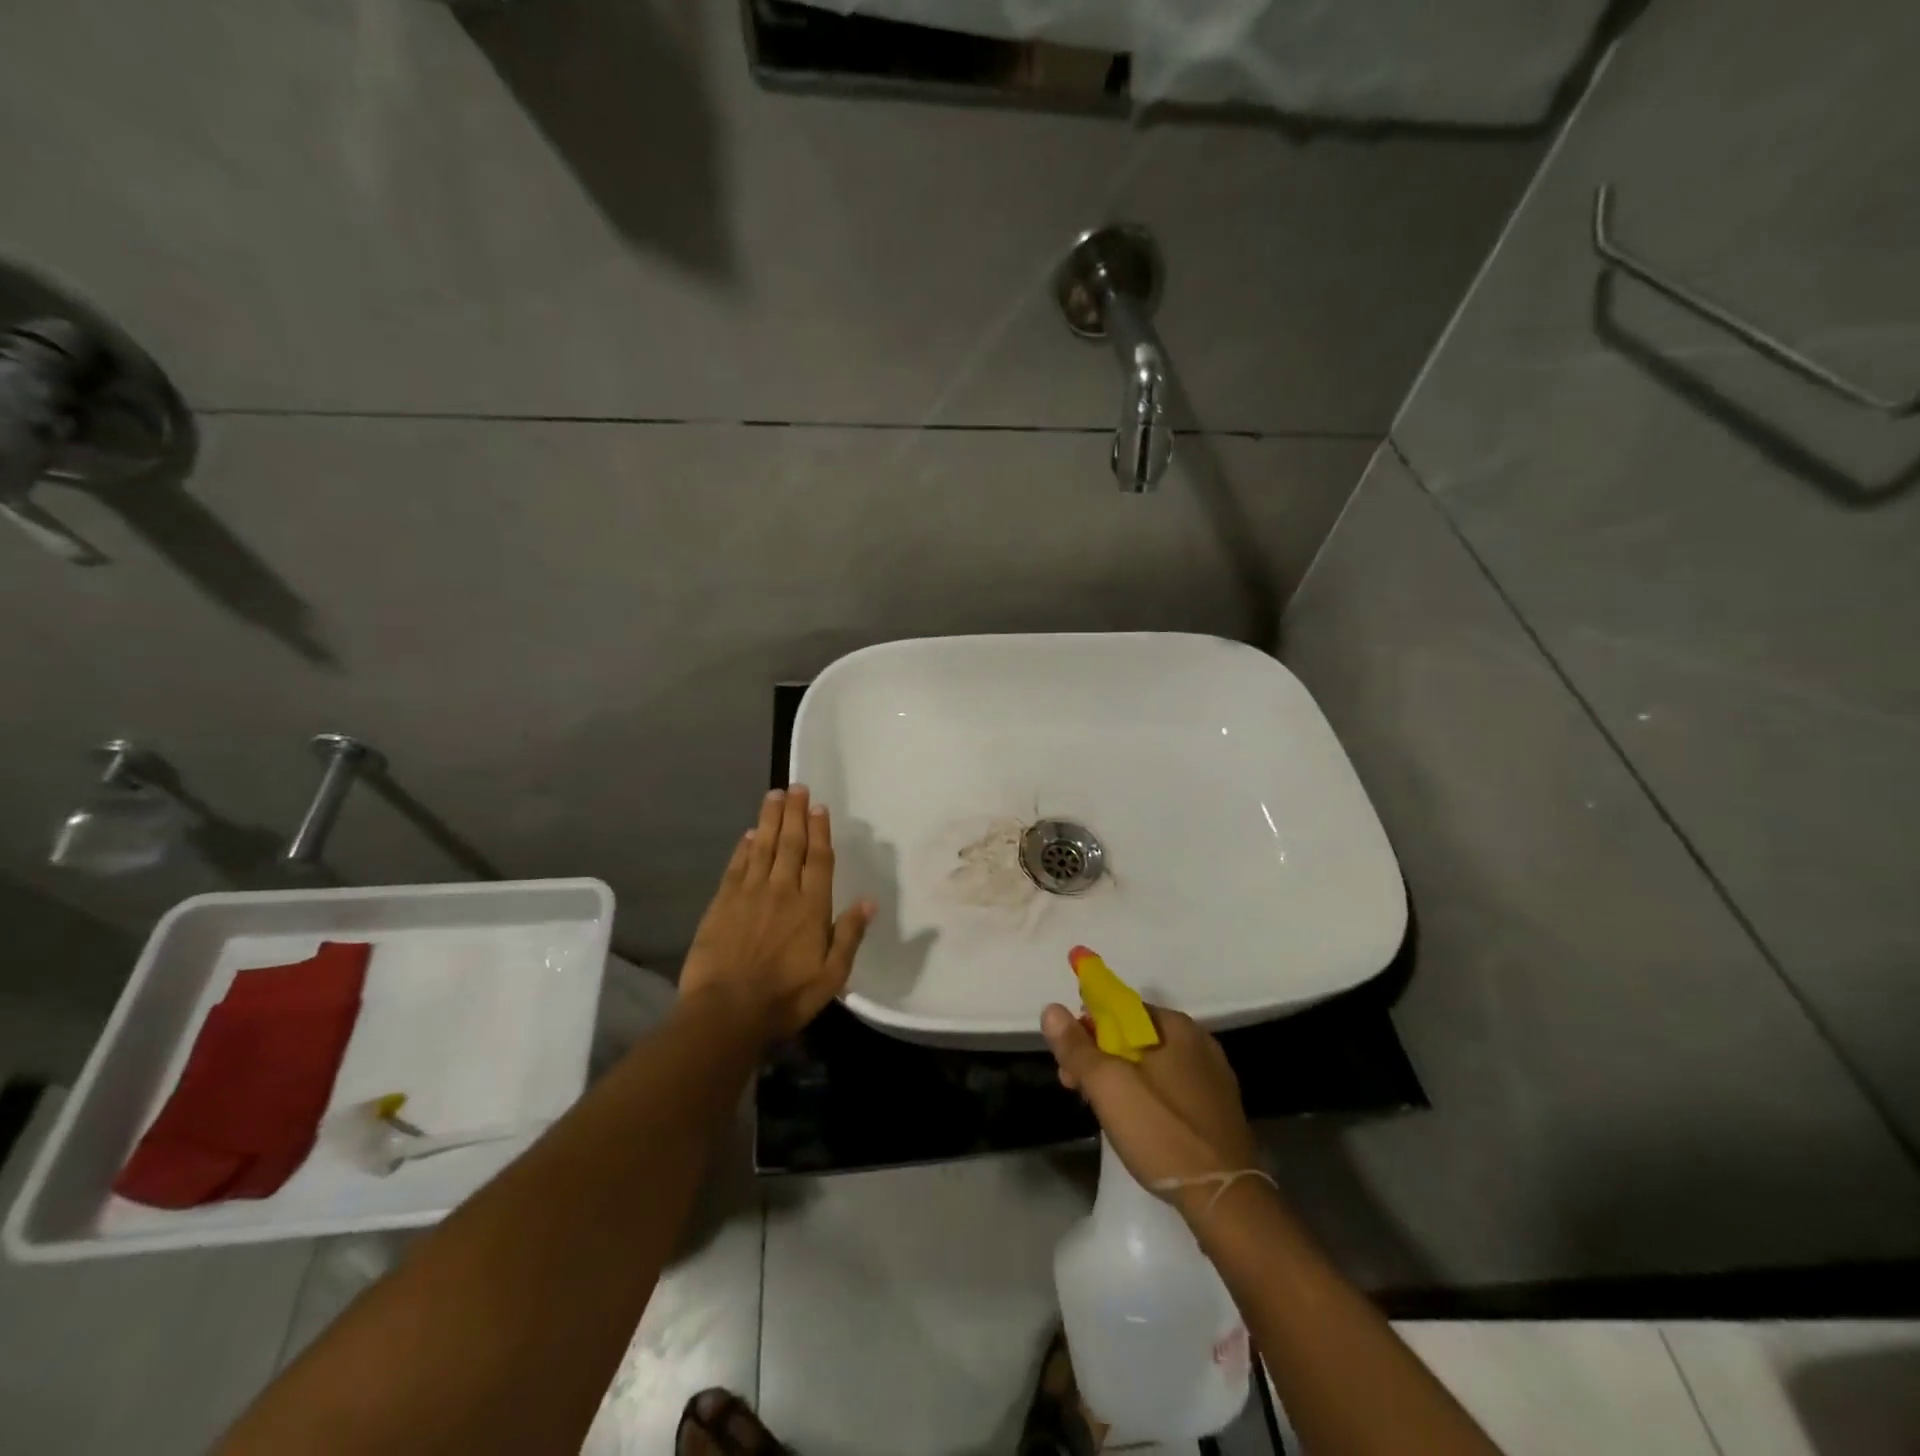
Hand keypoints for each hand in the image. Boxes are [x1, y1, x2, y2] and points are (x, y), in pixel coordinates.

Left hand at [679, 785, 873, 1042]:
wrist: (726, 1012)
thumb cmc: (785, 997)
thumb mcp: (831, 976)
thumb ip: (849, 936)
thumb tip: (869, 901)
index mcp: (812, 907)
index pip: (819, 859)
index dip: (820, 831)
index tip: (819, 807)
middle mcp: (782, 890)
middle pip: (791, 844)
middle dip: (795, 813)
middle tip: (797, 787)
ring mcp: (750, 894)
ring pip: (762, 847)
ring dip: (769, 819)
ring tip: (774, 795)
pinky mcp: (722, 903)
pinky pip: (736, 866)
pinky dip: (743, 848)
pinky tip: (748, 834)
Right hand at [1042, 1001, 1259, 1219]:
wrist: (1226, 1200)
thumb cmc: (1162, 1132)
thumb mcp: (1108, 1086)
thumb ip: (1077, 1047)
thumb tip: (1051, 1009)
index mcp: (1174, 1025)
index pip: (1119, 1007)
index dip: (1086, 1027)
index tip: (1068, 1060)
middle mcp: (1197, 1041)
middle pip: (1133, 1036)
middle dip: (1099, 1056)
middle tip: (1077, 1089)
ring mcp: (1212, 1076)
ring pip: (1151, 1063)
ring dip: (1120, 1077)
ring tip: (1102, 1110)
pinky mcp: (1217, 1108)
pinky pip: (1170, 1087)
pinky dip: (1146, 1095)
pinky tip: (1136, 1122)